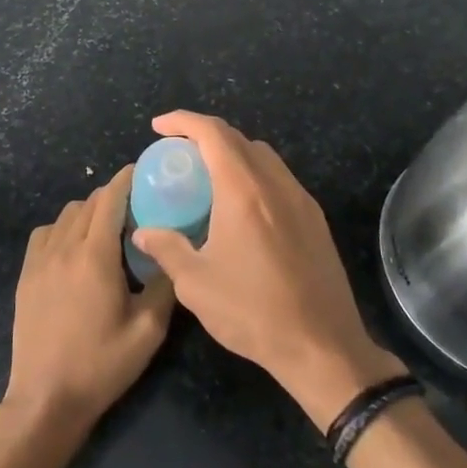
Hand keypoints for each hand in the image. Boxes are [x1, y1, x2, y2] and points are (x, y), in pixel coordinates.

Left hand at [3, 166, 175, 433]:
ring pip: (66, 214)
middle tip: (137, 207)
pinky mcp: (26, 275)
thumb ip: (164, 286)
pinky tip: (75, 248)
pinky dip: (64, 227)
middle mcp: (64, 248)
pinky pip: (45, 233)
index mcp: (95, 256)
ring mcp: (40, 260)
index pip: (110, 199)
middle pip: (88, 202)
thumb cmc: (101, 365)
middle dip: (112, 196)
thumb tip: (173, 256)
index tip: (143, 171)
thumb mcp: (147, 331)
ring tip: (108, 228)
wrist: (46, 398)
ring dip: (88, 211)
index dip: (126, 179)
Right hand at [132, 111, 403, 428]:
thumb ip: (167, 249)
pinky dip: (253, 174)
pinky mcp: (315, 219)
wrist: (322, 346)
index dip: (182, 121)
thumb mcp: (196, 284)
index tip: (158, 127)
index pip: (212, 133)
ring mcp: (301, 200)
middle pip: (238, 139)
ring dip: (232, 153)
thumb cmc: (253, 312)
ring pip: (263, 156)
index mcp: (243, 191)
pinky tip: (241, 206)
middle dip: (204, 135)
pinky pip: (279, 179)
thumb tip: (143, 232)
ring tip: (207, 176)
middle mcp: (275, 184)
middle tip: (178, 153)